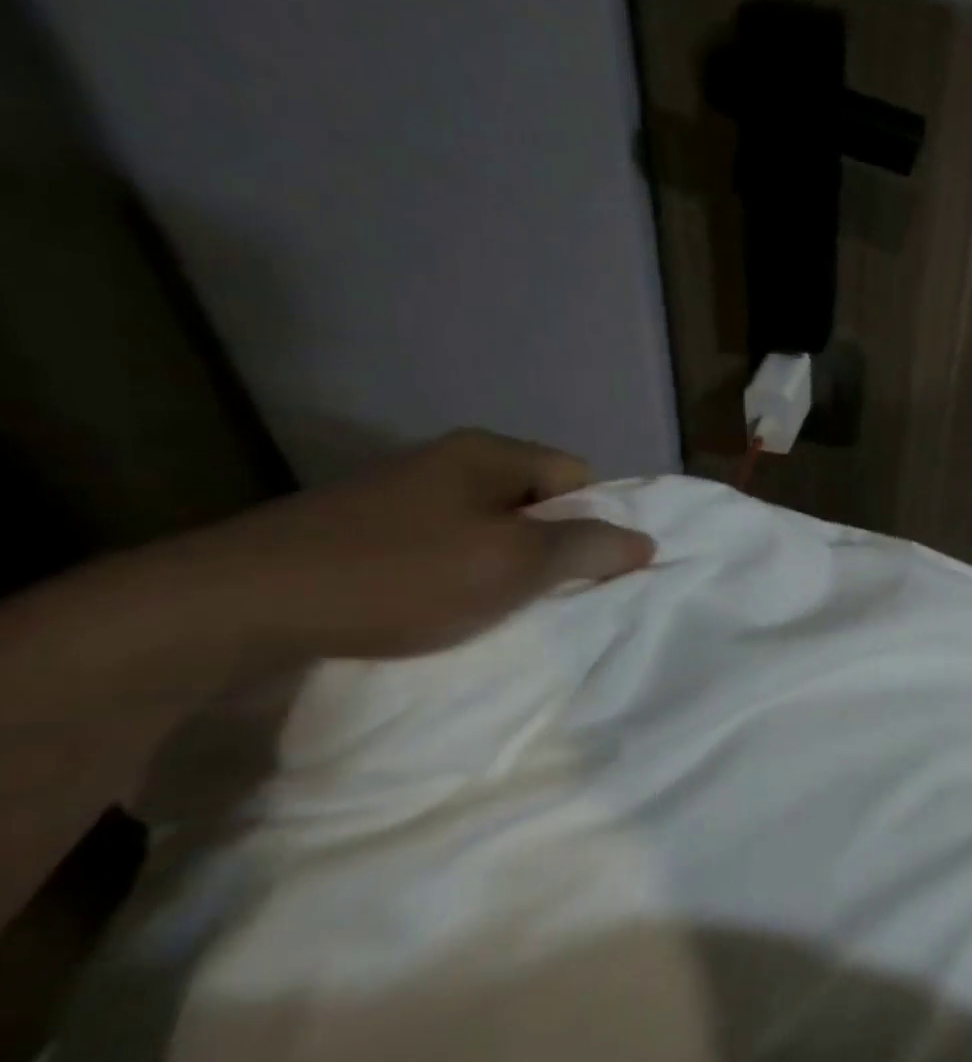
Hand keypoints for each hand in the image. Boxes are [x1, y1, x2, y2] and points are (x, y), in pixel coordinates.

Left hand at [170, 428, 654, 659]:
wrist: (237, 604)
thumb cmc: (400, 576)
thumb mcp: (513, 564)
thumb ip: (587, 548)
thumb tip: (645, 541)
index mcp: (488, 453)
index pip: (578, 475)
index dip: (591, 521)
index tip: (577, 570)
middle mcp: (447, 460)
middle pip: (534, 500)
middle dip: (547, 547)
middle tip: (537, 594)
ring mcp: (400, 492)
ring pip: (488, 526)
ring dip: (501, 566)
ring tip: (488, 607)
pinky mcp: (364, 527)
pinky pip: (442, 544)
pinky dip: (455, 575)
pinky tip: (436, 608)